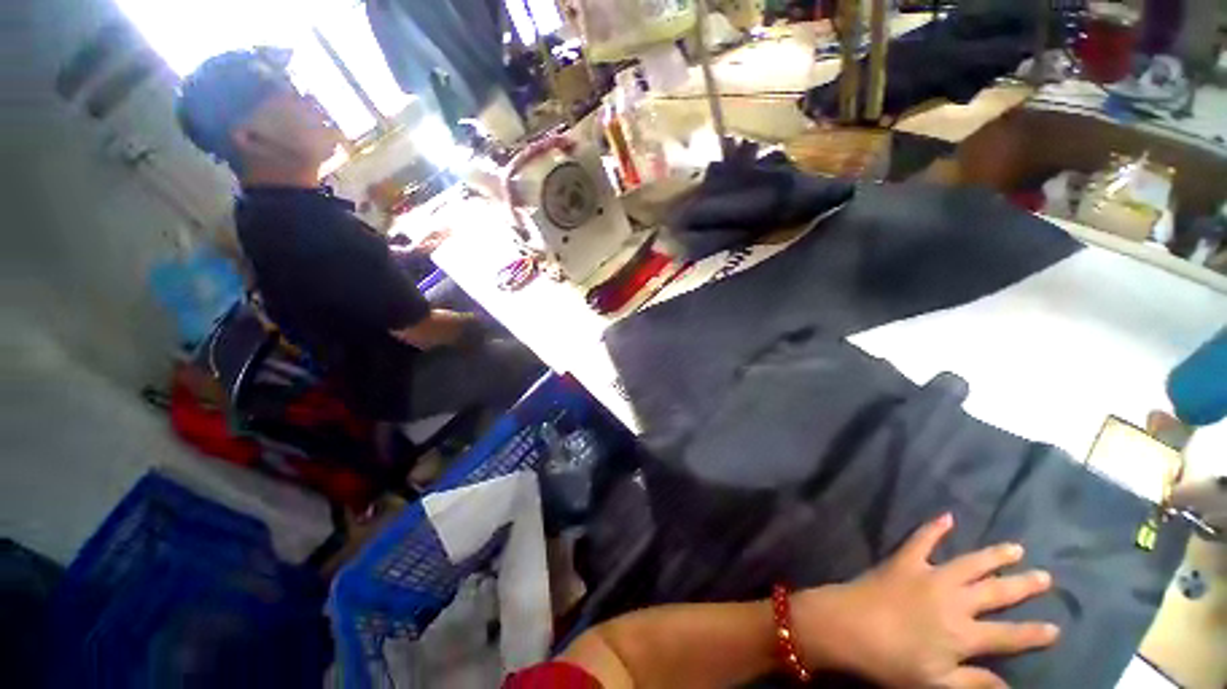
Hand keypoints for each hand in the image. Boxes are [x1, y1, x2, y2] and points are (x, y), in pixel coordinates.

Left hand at [793, 513, 1059, 687]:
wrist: (847, 626)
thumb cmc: (890, 661)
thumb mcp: (936, 684)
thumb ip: (975, 683)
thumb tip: (1009, 686)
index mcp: (964, 634)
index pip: (1010, 636)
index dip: (1035, 634)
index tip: (1057, 628)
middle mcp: (955, 600)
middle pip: (997, 592)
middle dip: (1023, 586)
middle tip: (1045, 576)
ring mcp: (929, 576)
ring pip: (970, 563)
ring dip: (994, 555)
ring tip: (1015, 548)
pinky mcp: (904, 560)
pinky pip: (922, 540)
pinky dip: (935, 527)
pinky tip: (947, 516)